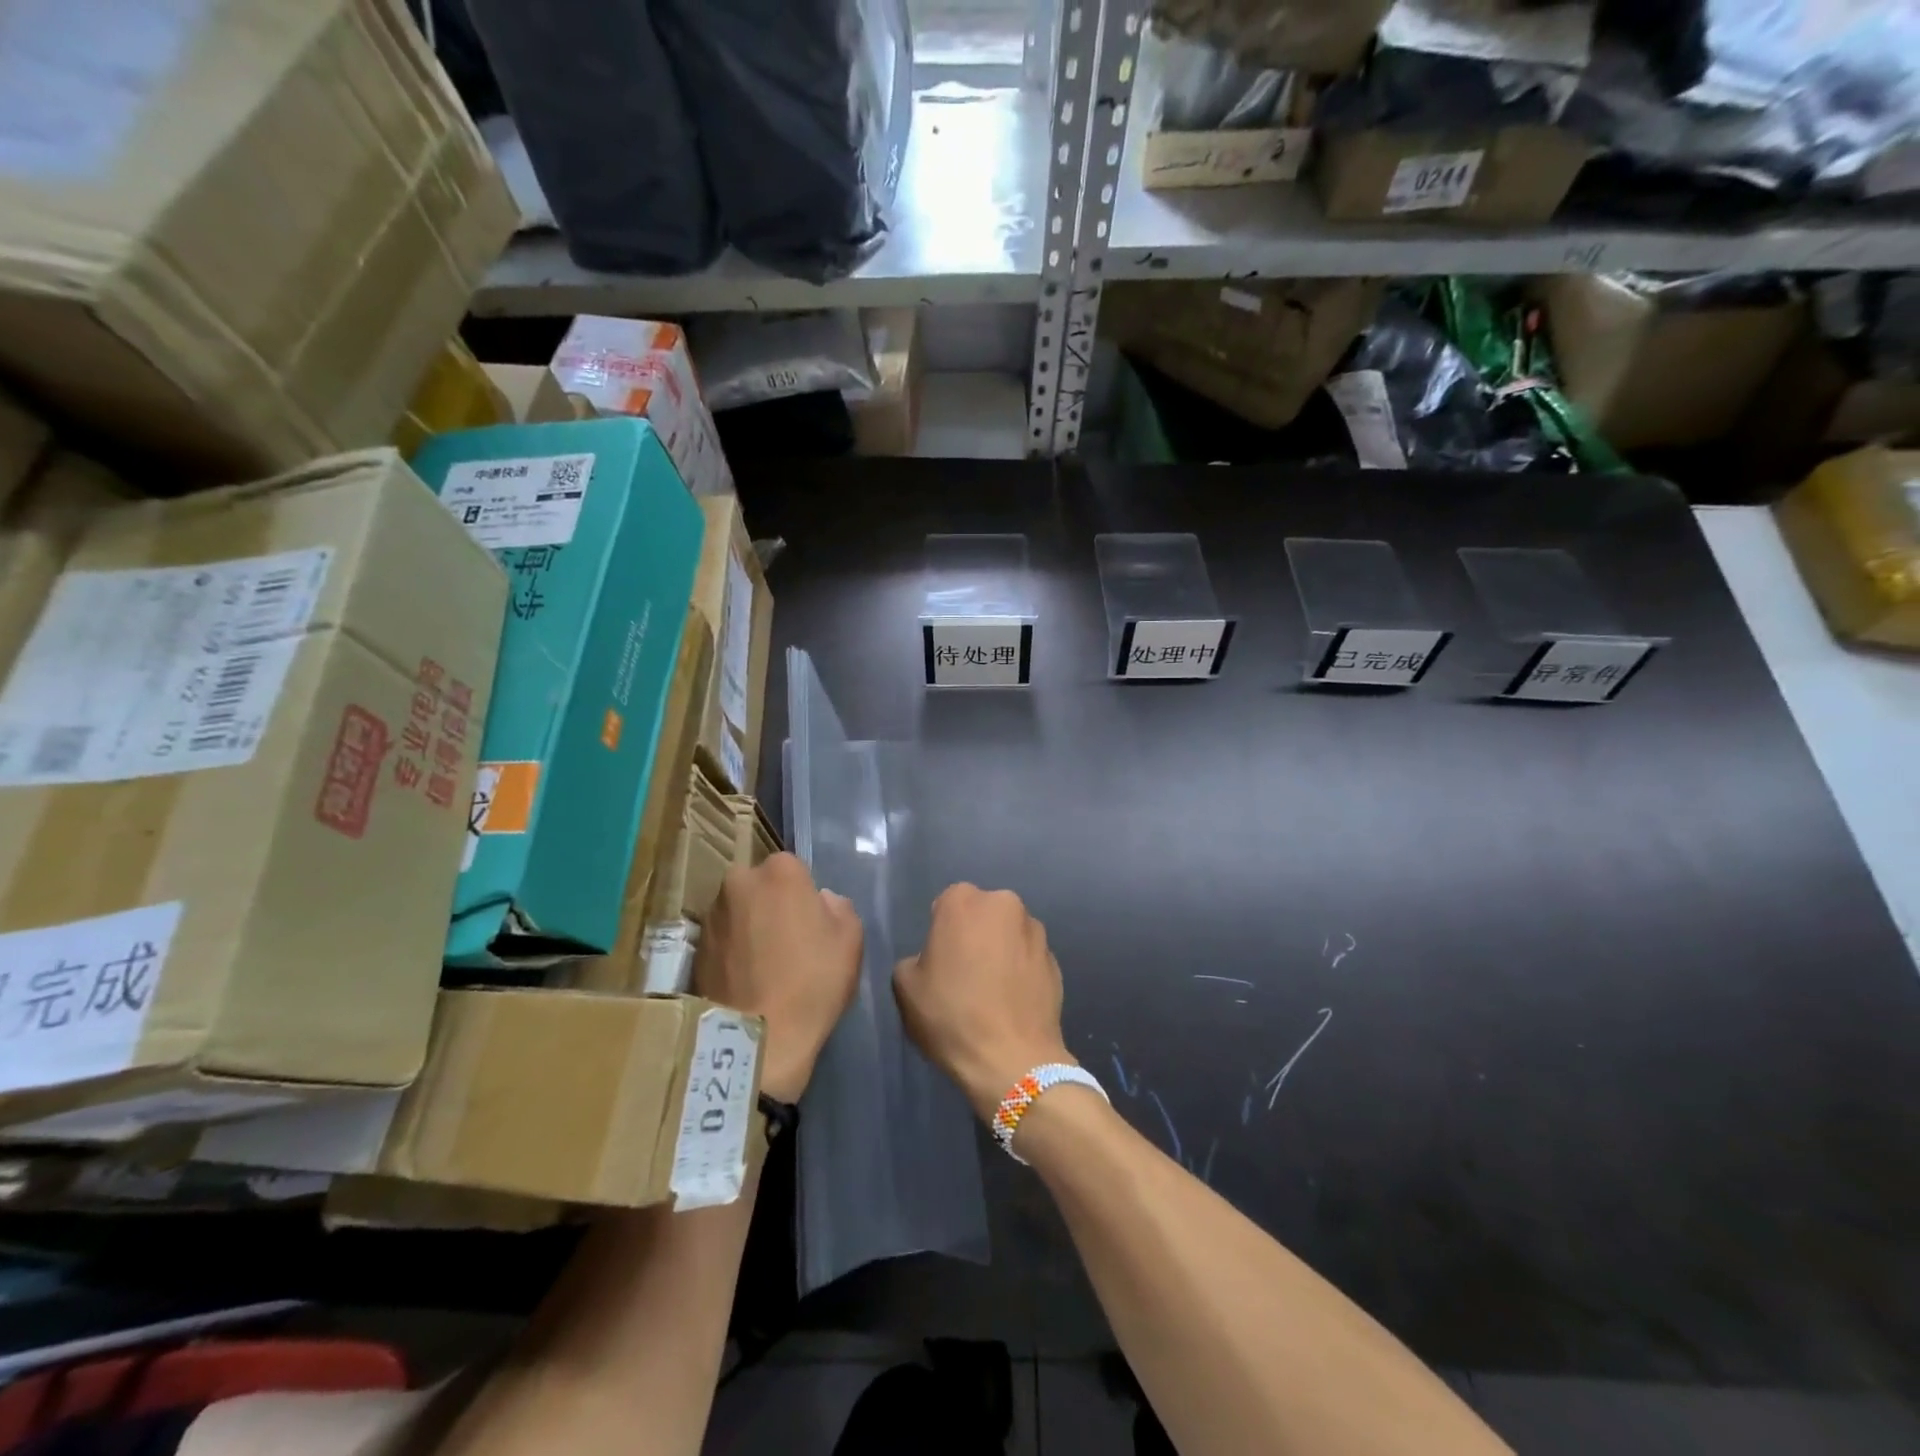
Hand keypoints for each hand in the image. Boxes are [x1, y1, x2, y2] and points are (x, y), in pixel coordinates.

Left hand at [695, 853, 862, 1101]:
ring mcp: (712, 913)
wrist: (757, 1038)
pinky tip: (746, 977)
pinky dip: (732, 949)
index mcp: (780, 871)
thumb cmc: (812, 982)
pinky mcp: (694, 946)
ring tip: (764, 962)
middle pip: (761, 885)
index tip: (811, 921)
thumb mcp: (850, 940)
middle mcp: (739, 880)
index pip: (795, 869)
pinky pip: (722, 938)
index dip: (804, 895)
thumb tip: (820, 901)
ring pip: (739, 909)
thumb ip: (838, 907)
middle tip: (787, 939)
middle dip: (771, 903)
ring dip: (749, 925)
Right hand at [893, 884, 1072, 1121]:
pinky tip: (1012, 1002)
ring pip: (1009, 934)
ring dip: (1000, 951)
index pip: (946, 904)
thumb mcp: (905, 987)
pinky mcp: (1055, 960)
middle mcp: (1004, 904)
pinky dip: (1020, 971)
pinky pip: (1028, 958)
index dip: (941, 932)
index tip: (939, 961)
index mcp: (964, 901)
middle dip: (974, 934)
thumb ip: (914, 960)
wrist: (1013, 1060)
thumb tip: (932, 960)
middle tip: (964, 973)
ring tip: (992, 991)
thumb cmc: (952, 1016)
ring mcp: (1035, 931)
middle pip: (982, 914)